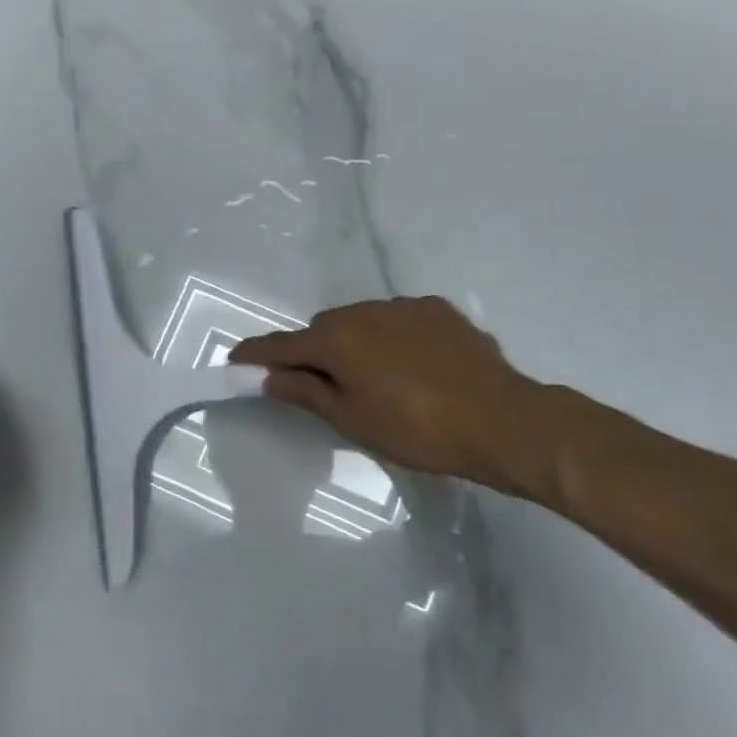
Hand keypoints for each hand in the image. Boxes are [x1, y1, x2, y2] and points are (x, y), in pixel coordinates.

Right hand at [230, 297, 554, 497]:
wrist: (501, 420)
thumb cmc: (417, 430)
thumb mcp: (353, 420)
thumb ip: (306, 392)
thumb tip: (271, 376)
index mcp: (337, 339)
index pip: (281, 345)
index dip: (255, 354)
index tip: (235, 360)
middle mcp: (365, 311)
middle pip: (323, 328)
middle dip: (315, 352)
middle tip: (327, 386)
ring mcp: (404, 306)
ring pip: (362, 320)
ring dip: (357, 342)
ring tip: (380, 378)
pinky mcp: (438, 309)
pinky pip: (399, 318)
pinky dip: (393, 336)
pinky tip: (416, 365)